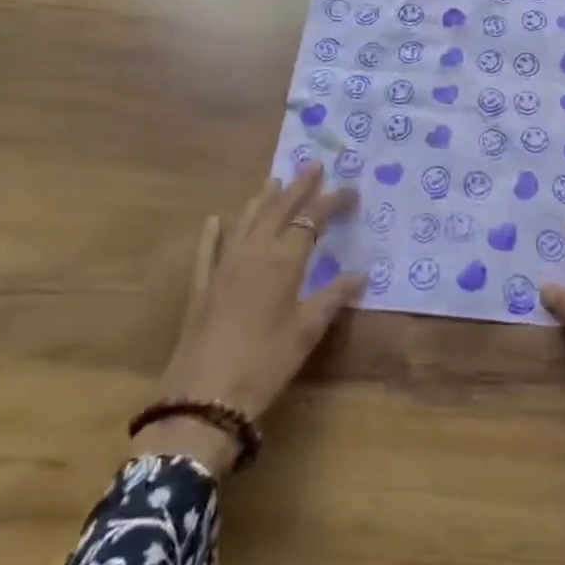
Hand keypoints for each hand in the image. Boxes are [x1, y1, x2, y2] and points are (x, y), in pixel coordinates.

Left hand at [138, 163, 363, 471]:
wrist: (204, 398)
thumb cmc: (264, 363)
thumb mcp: (306, 332)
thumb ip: (333, 297)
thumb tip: (361, 273)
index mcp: (283, 260)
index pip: (312, 219)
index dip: (331, 202)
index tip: (350, 190)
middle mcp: (254, 252)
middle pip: (279, 209)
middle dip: (298, 186)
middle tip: (313, 165)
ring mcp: (224, 267)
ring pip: (246, 222)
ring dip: (262, 200)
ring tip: (274, 182)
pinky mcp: (203, 287)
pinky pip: (208, 250)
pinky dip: (213, 233)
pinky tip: (215, 220)